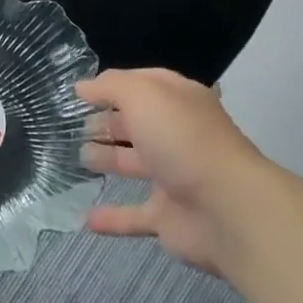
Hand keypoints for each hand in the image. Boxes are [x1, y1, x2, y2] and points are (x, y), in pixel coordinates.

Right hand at [76, 67, 275, 275]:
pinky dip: (112, 218)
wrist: (228, 209)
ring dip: (107, 160)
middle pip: (137, 125)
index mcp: (179, 102)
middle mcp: (177, 136)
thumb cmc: (182, 139)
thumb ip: (110, 86)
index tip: (81, 92)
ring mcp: (175, 177)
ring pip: (134, 165)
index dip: (114, 85)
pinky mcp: (169, 217)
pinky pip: (134, 215)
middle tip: (74, 126)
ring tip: (77, 157)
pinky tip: (85, 218)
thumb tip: (83, 87)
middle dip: (107, 123)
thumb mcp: (142, 95)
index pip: (144, 84)